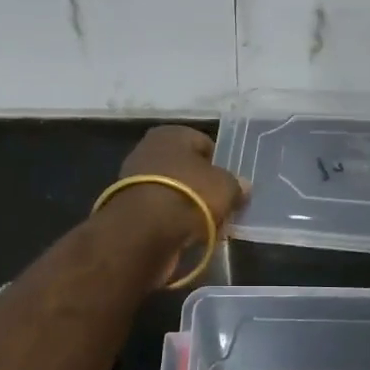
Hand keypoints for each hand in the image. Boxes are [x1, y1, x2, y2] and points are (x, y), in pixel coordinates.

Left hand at [113, 125, 248, 252]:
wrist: (143, 232)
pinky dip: (171, 222)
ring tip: (207, 226)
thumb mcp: (226, 187)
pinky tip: (186, 236)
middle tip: (221, 207)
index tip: (231, 186)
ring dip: (188, 207)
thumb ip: (236, 185)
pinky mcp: (127, 209)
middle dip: (203, 188)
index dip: (221, 165)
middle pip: (187, 169)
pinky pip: (160, 212)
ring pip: (173, 192)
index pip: (204, 144)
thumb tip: (242, 186)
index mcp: (171, 134)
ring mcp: (134, 179)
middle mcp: (149, 150)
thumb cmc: (190, 196)